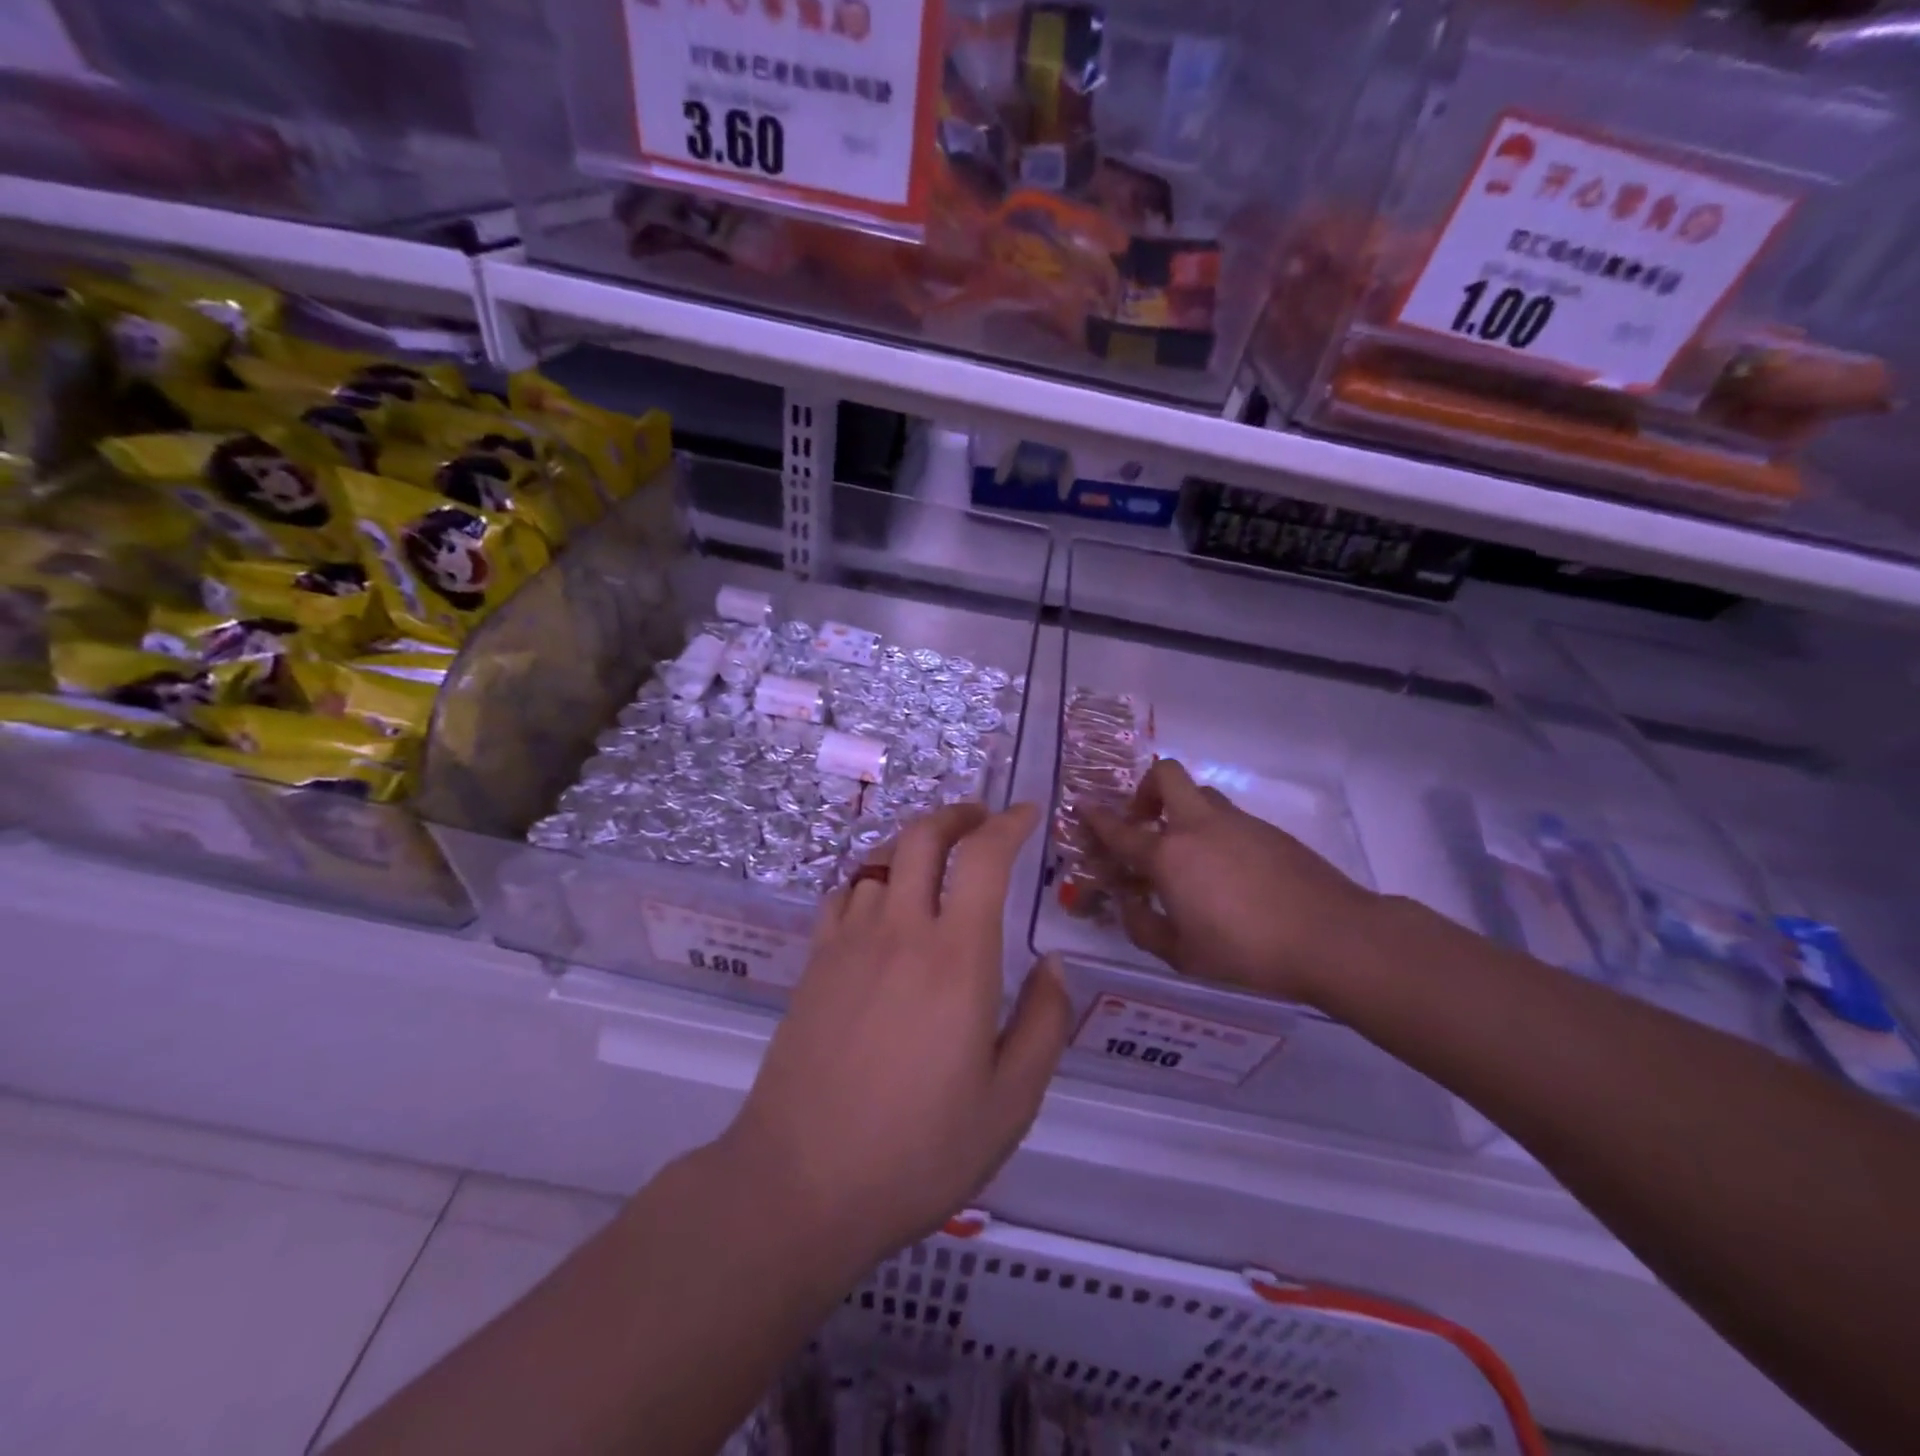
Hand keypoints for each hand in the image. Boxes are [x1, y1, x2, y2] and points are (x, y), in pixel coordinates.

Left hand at [723, 802, 1071, 1273]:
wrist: (800, 1183)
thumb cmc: (918, 1151)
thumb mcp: (1010, 1103)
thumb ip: (1044, 1023)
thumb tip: (1052, 963)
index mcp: (957, 958)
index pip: (984, 857)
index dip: (1009, 823)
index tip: (1028, 813)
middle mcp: (901, 930)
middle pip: (923, 836)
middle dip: (958, 814)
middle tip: (982, 819)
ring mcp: (849, 942)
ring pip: (882, 859)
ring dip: (915, 845)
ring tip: (938, 861)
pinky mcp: (814, 962)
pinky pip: (846, 893)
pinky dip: (873, 878)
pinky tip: (883, 903)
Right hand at [1083, 759, 1377, 1006]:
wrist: (1334, 938)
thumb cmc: (1247, 953)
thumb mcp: (1183, 955)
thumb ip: (1145, 927)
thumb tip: (1130, 905)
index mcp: (1169, 855)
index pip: (1121, 829)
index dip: (1096, 817)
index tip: (1082, 806)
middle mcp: (1199, 827)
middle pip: (1166, 776)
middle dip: (1145, 790)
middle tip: (1144, 823)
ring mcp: (1239, 824)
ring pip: (1201, 795)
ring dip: (1182, 811)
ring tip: (1186, 854)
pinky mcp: (1271, 832)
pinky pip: (1230, 818)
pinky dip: (1215, 832)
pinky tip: (1227, 874)